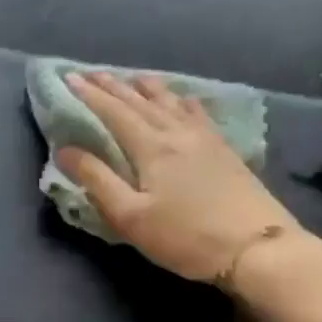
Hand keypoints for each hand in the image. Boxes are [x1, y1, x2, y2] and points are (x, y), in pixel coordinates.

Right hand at [60, 72, 301, 289]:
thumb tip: (64, 150)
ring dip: (147, 87)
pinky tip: (183, 99)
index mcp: (151, 147)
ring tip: (133, 77)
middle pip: (140, 102)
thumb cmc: (185, 236)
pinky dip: (181, 100)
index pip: (113, 112)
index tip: (69, 78)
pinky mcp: (224, 150)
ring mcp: (205, 139)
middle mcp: (177, 133)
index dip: (89, 95)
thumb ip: (96, 180)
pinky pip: (196, 112)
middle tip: (91, 72)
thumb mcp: (130, 216)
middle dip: (113, 86)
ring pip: (171, 102)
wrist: (257, 249)